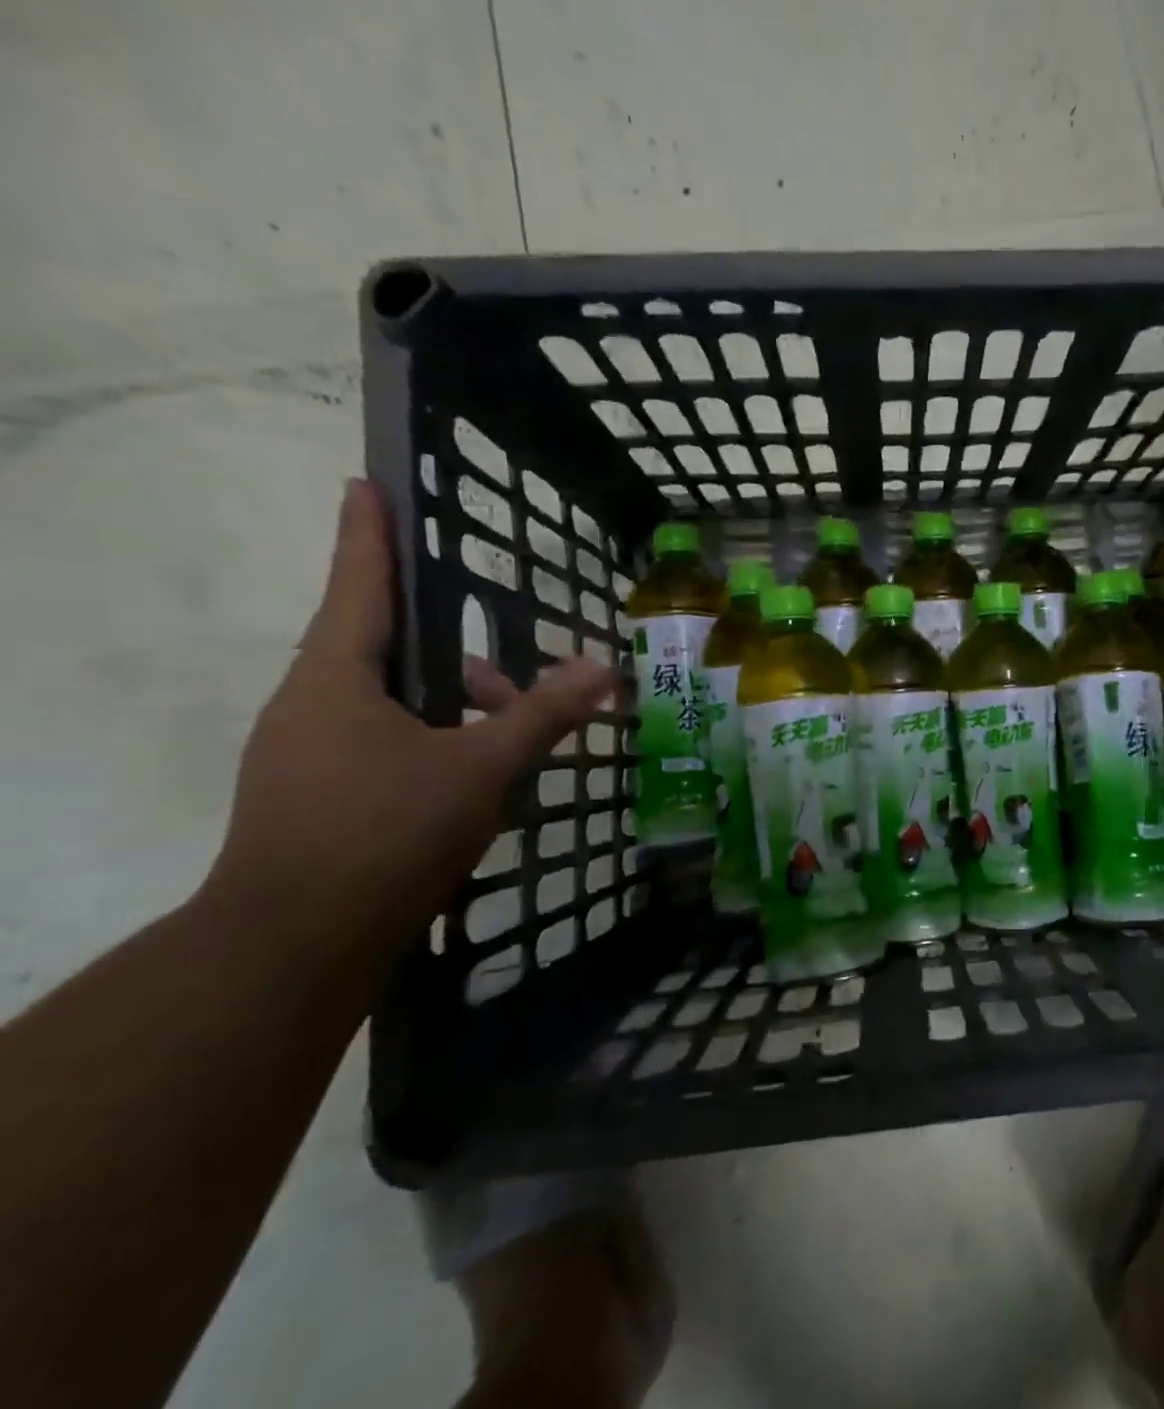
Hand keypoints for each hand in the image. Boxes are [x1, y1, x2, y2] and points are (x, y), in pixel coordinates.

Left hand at [204, 480, 615, 946]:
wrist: (295, 944)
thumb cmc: (386, 832)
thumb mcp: (482, 767)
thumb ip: (543, 714)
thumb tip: (604, 669)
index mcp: (336, 680)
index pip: (359, 586)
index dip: (367, 533)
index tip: (364, 482)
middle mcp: (311, 706)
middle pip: (389, 653)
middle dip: (456, 662)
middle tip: (513, 686)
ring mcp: (306, 753)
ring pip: (392, 705)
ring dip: (454, 711)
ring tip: (511, 746)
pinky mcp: (316, 794)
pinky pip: (383, 743)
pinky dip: (433, 744)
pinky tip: (476, 783)